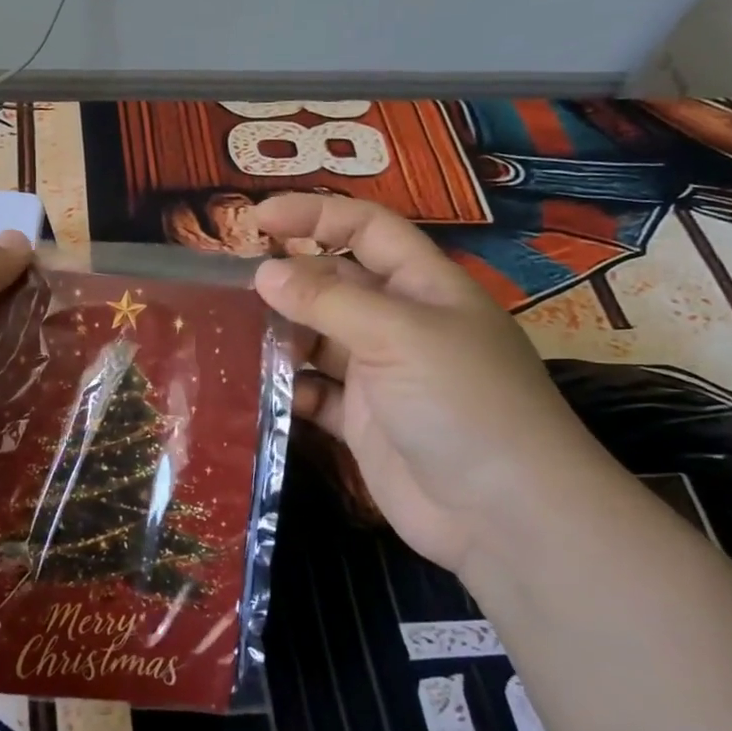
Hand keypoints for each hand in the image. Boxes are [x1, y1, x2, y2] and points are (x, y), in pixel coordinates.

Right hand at [253, 194, 615, 573]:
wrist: (503, 515)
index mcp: (424, 287)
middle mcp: (401, 325)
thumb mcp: (397, 335)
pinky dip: (289, 391)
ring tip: (230, 338)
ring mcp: (381, 376)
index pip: (367, 230)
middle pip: (335, 286)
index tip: (256, 219)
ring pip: (318, 341)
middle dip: (288, 282)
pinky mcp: (363, 423)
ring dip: (280, 338)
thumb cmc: (462, 402)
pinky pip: (315, 394)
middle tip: (228, 289)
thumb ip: (327, 301)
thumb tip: (264, 272)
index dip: (315, 216)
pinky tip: (257, 395)